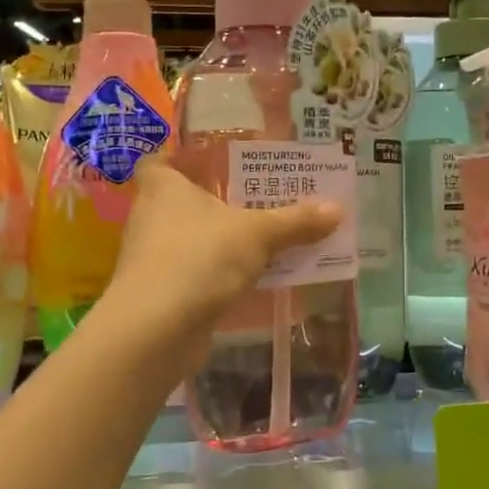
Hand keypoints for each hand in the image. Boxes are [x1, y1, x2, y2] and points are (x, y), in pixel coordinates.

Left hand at [110, 156, 343, 328]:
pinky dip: (219, 273)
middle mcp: (150, 216)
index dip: (182, 158)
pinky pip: (196, 272)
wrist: (155, 330)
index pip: (161, 160)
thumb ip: (296, 221)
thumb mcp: (258, 234)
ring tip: (265, 236)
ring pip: (192, 238)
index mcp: (163, 186)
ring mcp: (153, 257)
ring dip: (221, 240)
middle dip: (217, 200)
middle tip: (259, 195)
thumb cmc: (200, 258)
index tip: (214, 161)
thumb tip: (338, 209)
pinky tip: (252, 277)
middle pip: (183, 200)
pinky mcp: (161, 292)